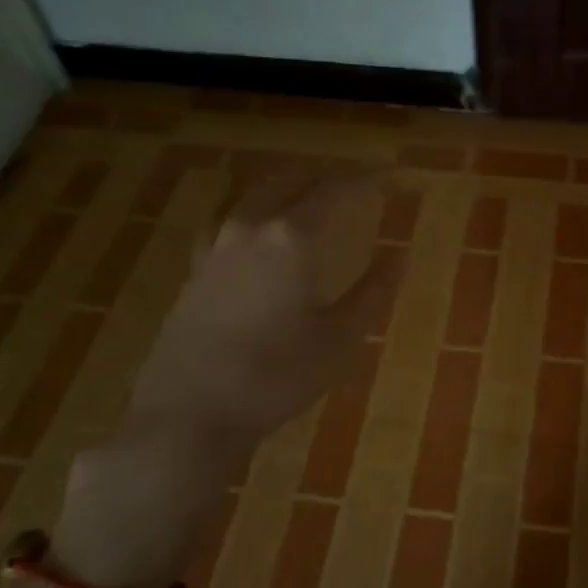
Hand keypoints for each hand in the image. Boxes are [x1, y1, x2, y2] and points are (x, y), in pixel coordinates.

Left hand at [55, 164, 401, 587]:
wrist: (188, 414)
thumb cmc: (275, 378)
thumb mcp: (339, 340)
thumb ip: (373, 293)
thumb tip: (399, 255)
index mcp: (290, 239)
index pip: (334, 190)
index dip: (366, 177)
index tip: (391, 173)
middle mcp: (250, 229)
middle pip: (290, 180)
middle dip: (325, 174)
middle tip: (355, 180)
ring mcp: (215, 247)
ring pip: (254, 195)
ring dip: (288, 185)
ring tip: (311, 193)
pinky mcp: (195, 270)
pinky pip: (228, 219)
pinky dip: (254, 210)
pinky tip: (256, 229)